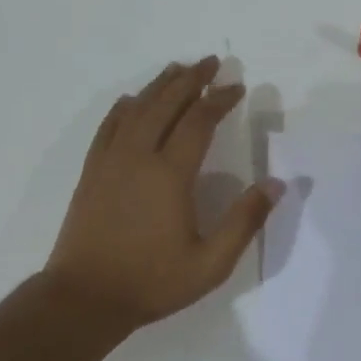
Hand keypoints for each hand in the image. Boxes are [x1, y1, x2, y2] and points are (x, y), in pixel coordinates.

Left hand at [45, 58, 281, 334]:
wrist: (84, 298)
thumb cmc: (152, 281)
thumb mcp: (210, 263)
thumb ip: (244, 221)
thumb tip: (276, 185)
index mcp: (170, 175)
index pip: (198, 122)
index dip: (219, 100)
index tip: (237, 86)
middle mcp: (138, 157)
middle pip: (165, 104)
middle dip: (190, 80)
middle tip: (210, 61)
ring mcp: (110, 162)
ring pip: (136, 109)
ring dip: (159, 86)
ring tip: (178, 69)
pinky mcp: (92, 172)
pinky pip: (108, 127)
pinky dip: (124, 108)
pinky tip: (131, 100)